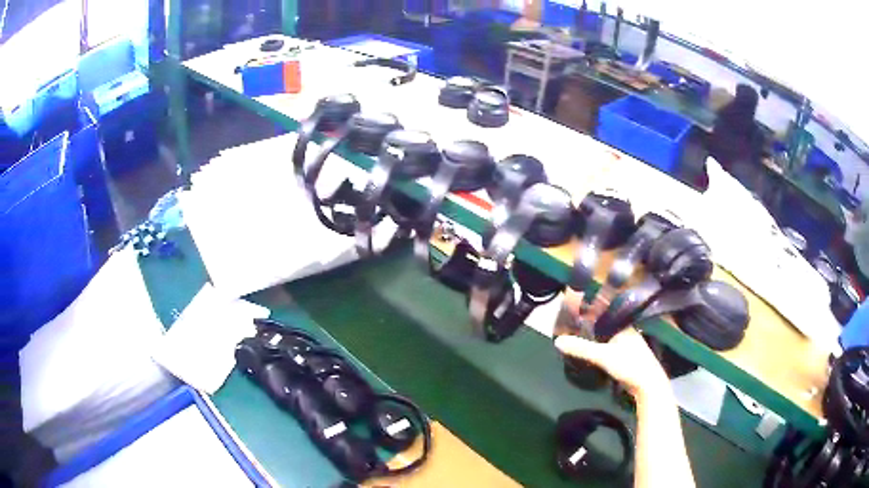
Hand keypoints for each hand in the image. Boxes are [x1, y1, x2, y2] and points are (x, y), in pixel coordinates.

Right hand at [555, 289, 670, 399]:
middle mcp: (624, 330)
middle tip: (568, 322)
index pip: (603, 310)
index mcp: (621, 324)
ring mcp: (625, 343)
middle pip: (603, 322)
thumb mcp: (603, 356)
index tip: (573, 305)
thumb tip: (557, 340)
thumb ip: (581, 348)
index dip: (589, 307)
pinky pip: (606, 345)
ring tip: (573, 334)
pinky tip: (586, 349)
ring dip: (592, 335)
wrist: (647, 385)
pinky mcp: (624, 355)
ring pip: (605, 335)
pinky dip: (596, 345)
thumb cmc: (629, 365)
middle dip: (588, 322)